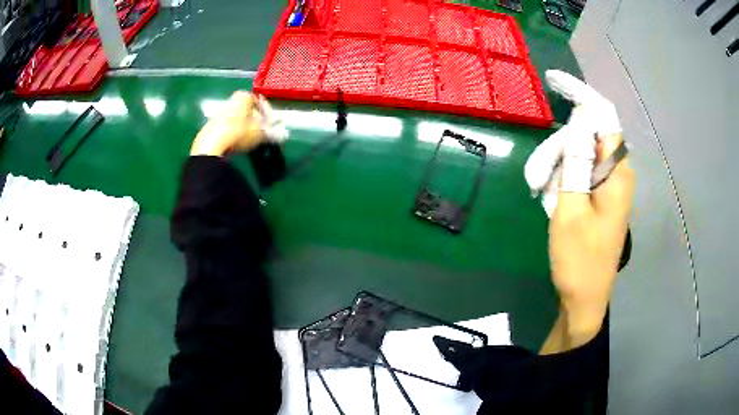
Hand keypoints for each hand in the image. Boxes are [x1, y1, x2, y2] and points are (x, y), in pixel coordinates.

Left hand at [190, 91, 267, 156]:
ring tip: (250, 139)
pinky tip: (236, 143)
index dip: (267, 112)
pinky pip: (227, 127)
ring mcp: (219, 114)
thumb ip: (272, 132)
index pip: (259, 100)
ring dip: (244, 127)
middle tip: (262, 131)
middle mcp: (230, 101)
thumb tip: (284, 134)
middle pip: (246, 109)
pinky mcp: (210, 127)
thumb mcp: (259, 133)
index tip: (272, 123)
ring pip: (237, 118)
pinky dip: (233, 133)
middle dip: (255, 120)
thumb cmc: (239, 133)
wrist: (211, 146)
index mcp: (243, 97)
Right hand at [536, 72, 633, 352]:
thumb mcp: (571, 209)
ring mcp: (608, 186)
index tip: (555, 81)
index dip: (582, 96)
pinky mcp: (599, 198)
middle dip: (560, 146)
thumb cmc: (579, 260)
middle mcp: (617, 174)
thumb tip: (577, 123)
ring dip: (557, 165)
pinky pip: (579, 172)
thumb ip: (574, 162)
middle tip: (536, 175)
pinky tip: (550, 196)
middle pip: (587, 136)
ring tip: (539, 191)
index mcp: (617, 173)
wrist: (583, 299)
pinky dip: (562, 177)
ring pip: (580, 155)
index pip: (604, 118)